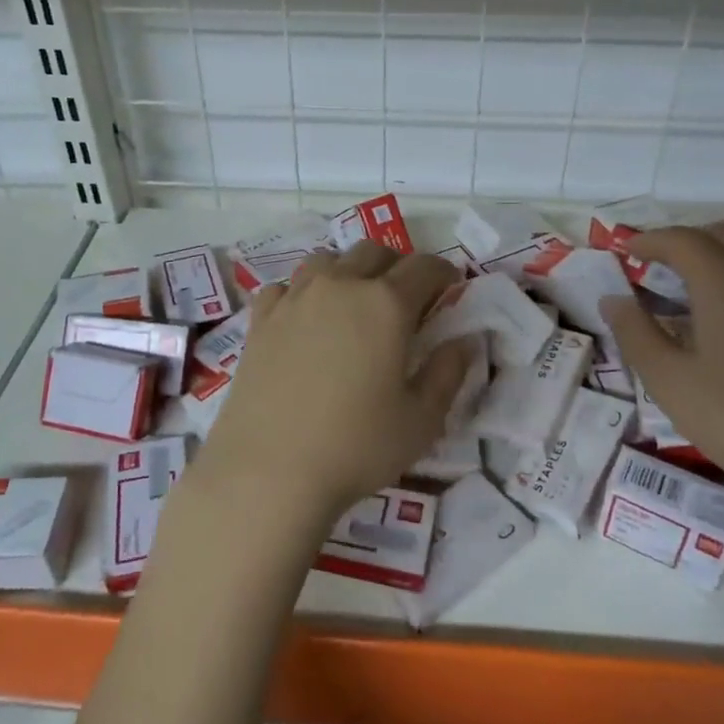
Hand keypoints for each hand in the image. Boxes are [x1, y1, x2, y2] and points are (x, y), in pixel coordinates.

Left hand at [198, 242, 473, 525]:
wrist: (268, 470)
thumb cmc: (356, 447)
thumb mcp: (421, 420)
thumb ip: (448, 373)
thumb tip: (463, 341)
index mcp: (386, 304)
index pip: (424, 267)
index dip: (443, 272)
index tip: (449, 288)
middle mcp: (340, 286)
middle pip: (374, 252)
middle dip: (396, 266)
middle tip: (404, 298)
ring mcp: (295, 298)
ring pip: (327, 260)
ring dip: (348, 271)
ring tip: (353, 303)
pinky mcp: (260, 319)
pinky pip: (286, 286)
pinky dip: (303, 291)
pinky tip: (304, 319)